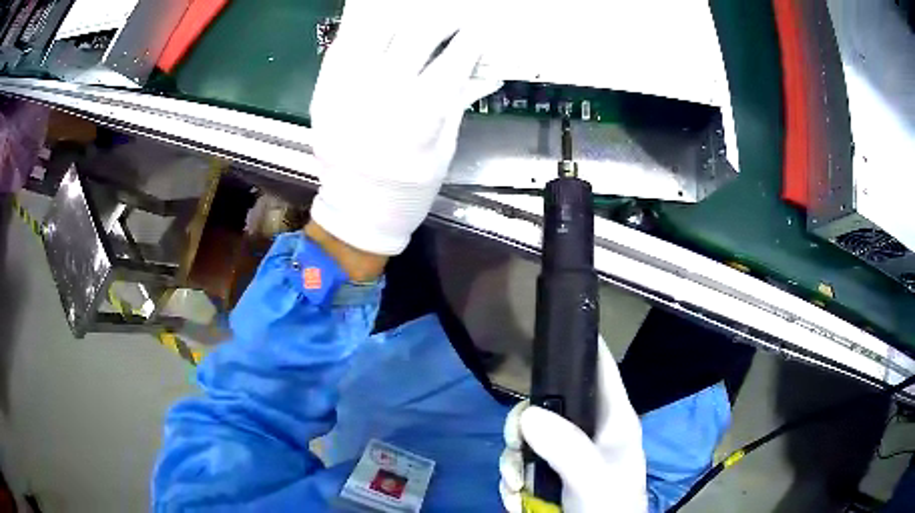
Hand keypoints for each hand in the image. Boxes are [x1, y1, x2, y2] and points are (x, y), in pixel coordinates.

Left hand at [309, 0, 500, 255]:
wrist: (356, 212)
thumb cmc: (409, 188)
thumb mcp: (445, 147)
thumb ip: (461, 99)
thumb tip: (487, 68)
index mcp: (419, 117)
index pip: (453, 60)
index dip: (471, 39)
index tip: (479, 29)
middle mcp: (381, 95)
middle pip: (416, 34)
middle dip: (442, 20)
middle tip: (452, 19)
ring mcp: (345, 90)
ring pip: (375, 29)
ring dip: (401, 18)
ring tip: (414, 21)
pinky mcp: (322, 92)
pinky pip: (341, 45)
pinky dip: (363, 31)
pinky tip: (380, 31)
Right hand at [500, 338, 647, 512]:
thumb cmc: (609, 506)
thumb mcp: (594, 478)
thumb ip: (568, 449)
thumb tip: (527, 415)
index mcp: (612, 419)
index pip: (600, 367)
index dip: (578, 343)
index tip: (545, 334)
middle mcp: (587, 430)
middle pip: (546, 404)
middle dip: (523, 426)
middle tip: (516, 446)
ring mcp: (565, 453)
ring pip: (526, 437)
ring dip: (513, 463)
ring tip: (518, 488)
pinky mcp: (547, 474)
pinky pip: (519, 464)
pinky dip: (512, 480)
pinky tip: (518, 498)